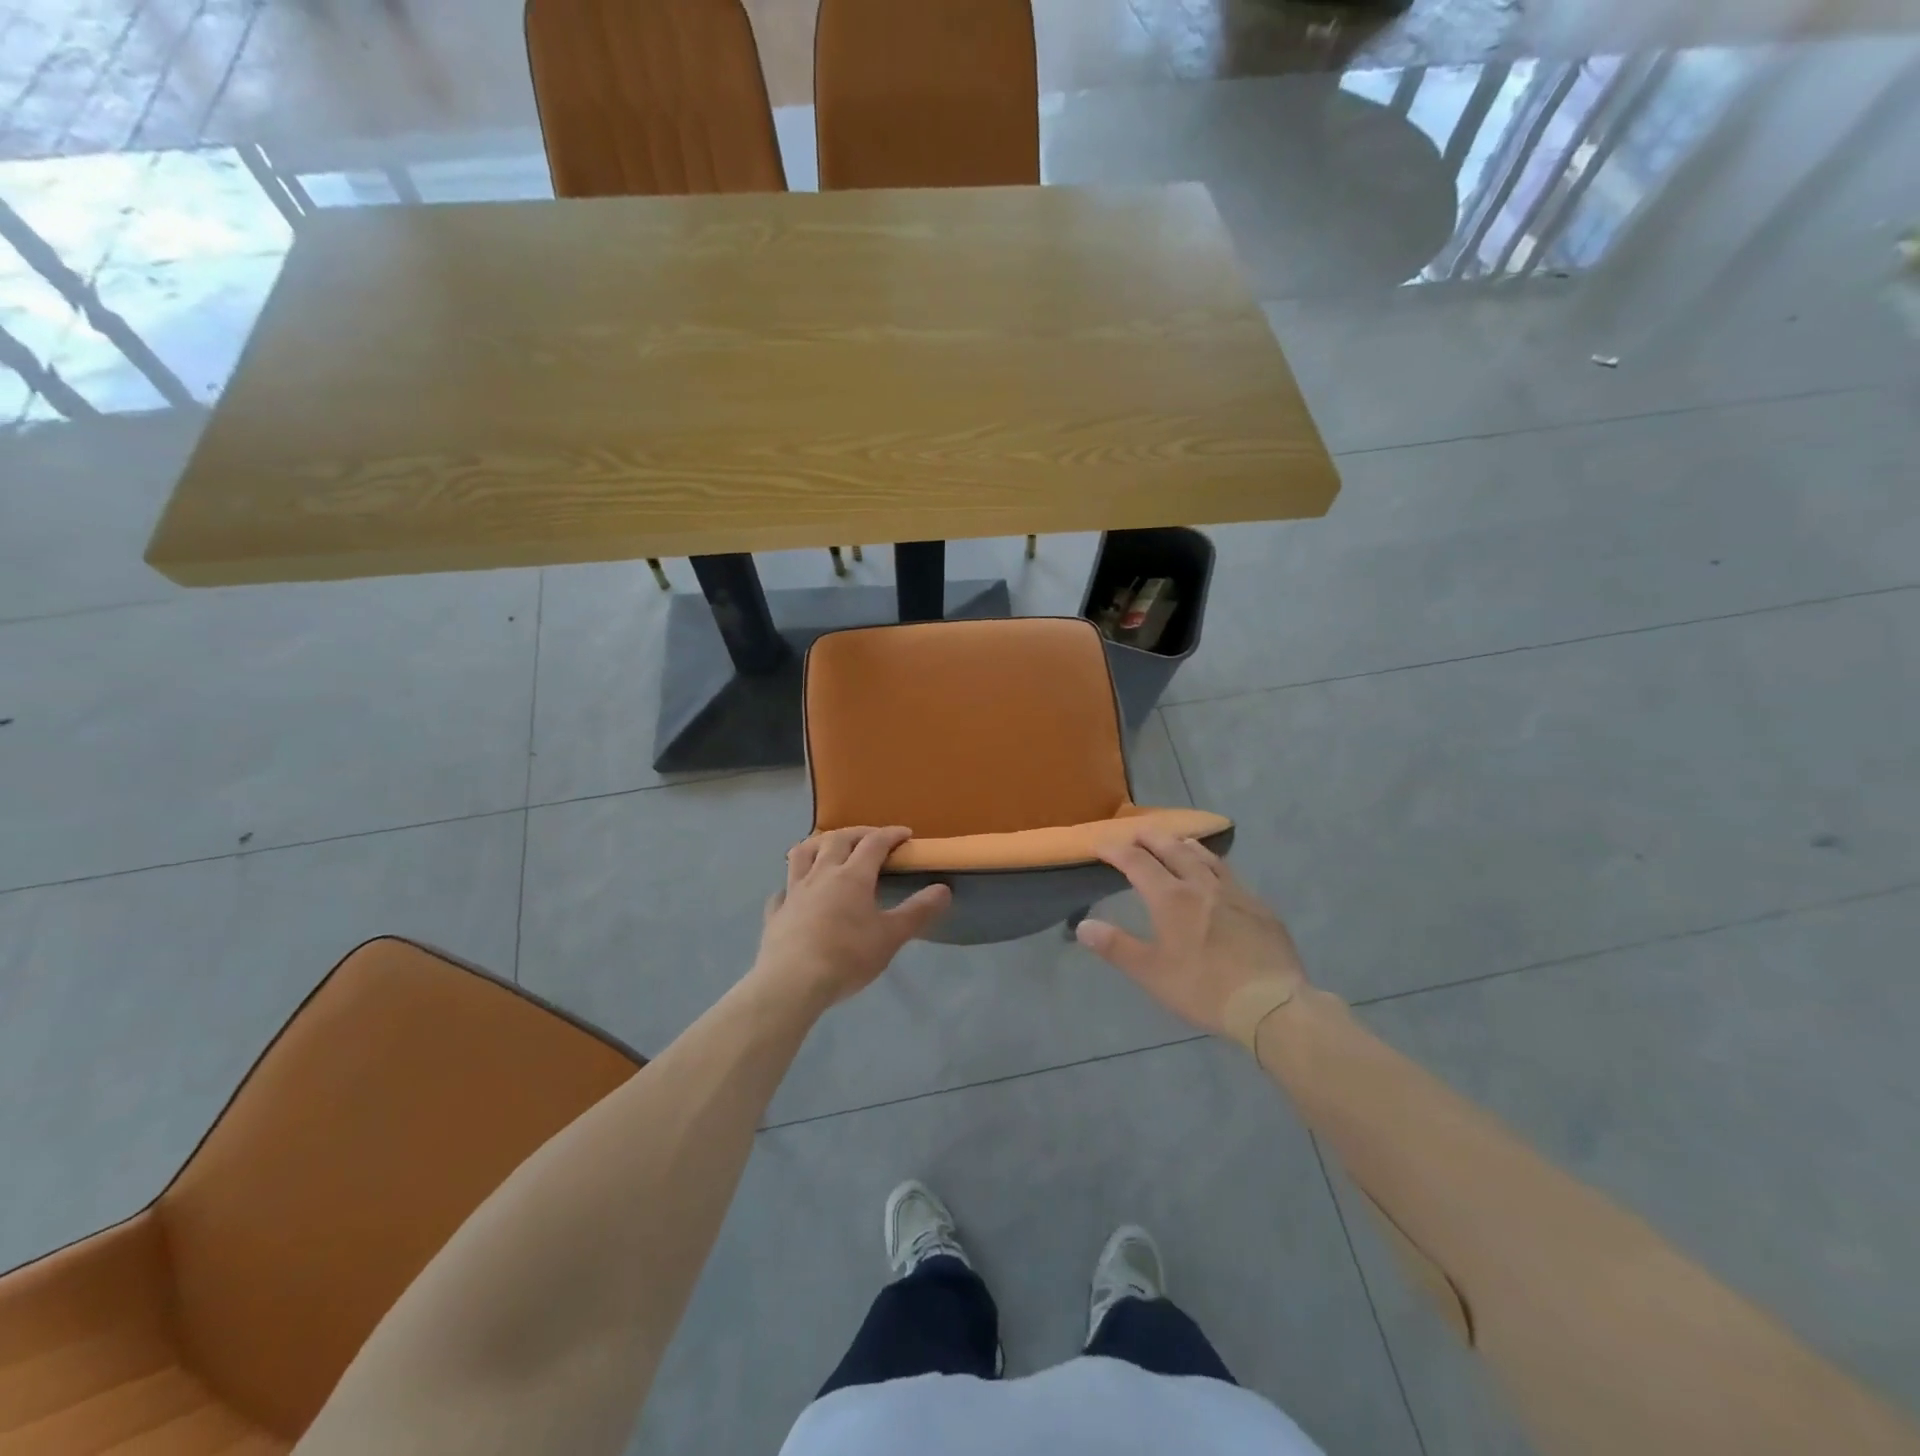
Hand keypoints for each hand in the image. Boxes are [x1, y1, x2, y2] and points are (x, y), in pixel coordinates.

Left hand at [752, 826, 950, 1012]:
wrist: (792, 982)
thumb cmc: (848, 957)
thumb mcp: (891, 936)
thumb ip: (918, 911)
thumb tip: (943, 888)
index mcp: (852, 876)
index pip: (874, 843)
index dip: (891, 834)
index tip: (905, 834)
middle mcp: (821, 875)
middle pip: (837, 840)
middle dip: (857, 832)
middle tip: (871, 837)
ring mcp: (794, 892)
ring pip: (802, 854)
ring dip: (818, 844)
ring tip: (829, 847)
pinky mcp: (776, 913)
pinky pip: (782, 890)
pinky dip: (791, 885)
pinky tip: (794, 893)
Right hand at [1075, 830, 1306, 1038]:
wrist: (1272, 1004)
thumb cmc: (1204, 989)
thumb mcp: (1152, 974)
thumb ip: (1116, 947)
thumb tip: (1083, 926)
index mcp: (1171, 898)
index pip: (1137, 862)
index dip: (1116, 850)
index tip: (1100, 844)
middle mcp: (1201, 884)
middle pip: (1172, 849)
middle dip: (1149, 838)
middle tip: (1135, 834)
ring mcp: (1234, 892)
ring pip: (1205, 856)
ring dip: (1183, 845)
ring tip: (1175, 842)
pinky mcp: (1259, 907)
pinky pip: (1230, 873)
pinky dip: (1213, 864)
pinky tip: (1216, 875)